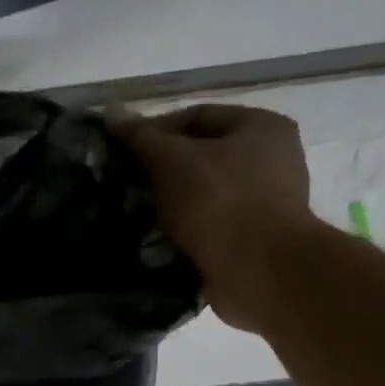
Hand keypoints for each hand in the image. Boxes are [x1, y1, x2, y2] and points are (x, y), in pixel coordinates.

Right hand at [115, 103, 315, 332]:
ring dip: (169, 202)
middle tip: (125, 183)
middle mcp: (272, 158)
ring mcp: (266, 200)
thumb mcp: (172, 161)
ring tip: (135, 213)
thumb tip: (112, 114)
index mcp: (261, 126)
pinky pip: (209, 224)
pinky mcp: (254, 237)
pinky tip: (156, 238)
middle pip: (201, 155)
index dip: (154, 131)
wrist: (259, 271)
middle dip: (161, 169)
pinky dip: (184, 229)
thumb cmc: (219, 203)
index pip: (196, 116)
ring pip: (202, 192)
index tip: (121, 152)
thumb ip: (141, 137)